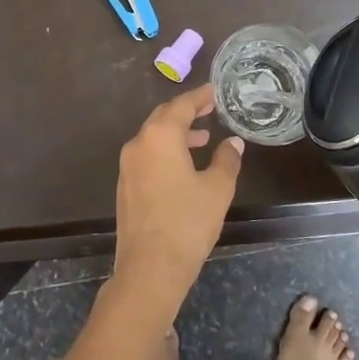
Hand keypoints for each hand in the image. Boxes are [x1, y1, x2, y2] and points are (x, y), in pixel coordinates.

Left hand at [112, 85, 244, 305]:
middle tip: (209, 109)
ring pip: (153, 138)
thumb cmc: (188, 222)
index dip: (200, 96)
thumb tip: (233, 142)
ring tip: (202, 139)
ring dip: (176, 133)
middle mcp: (139, 144)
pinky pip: (147, 156)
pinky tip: (183, 165)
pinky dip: (165, 151)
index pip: (181, 105)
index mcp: (160, 136)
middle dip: (186, 112)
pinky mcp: (125, 186)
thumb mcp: (217, 189)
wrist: (150, 268)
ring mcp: (127, 166)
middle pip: (162, 117)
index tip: (215, 91)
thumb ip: (227, 160)